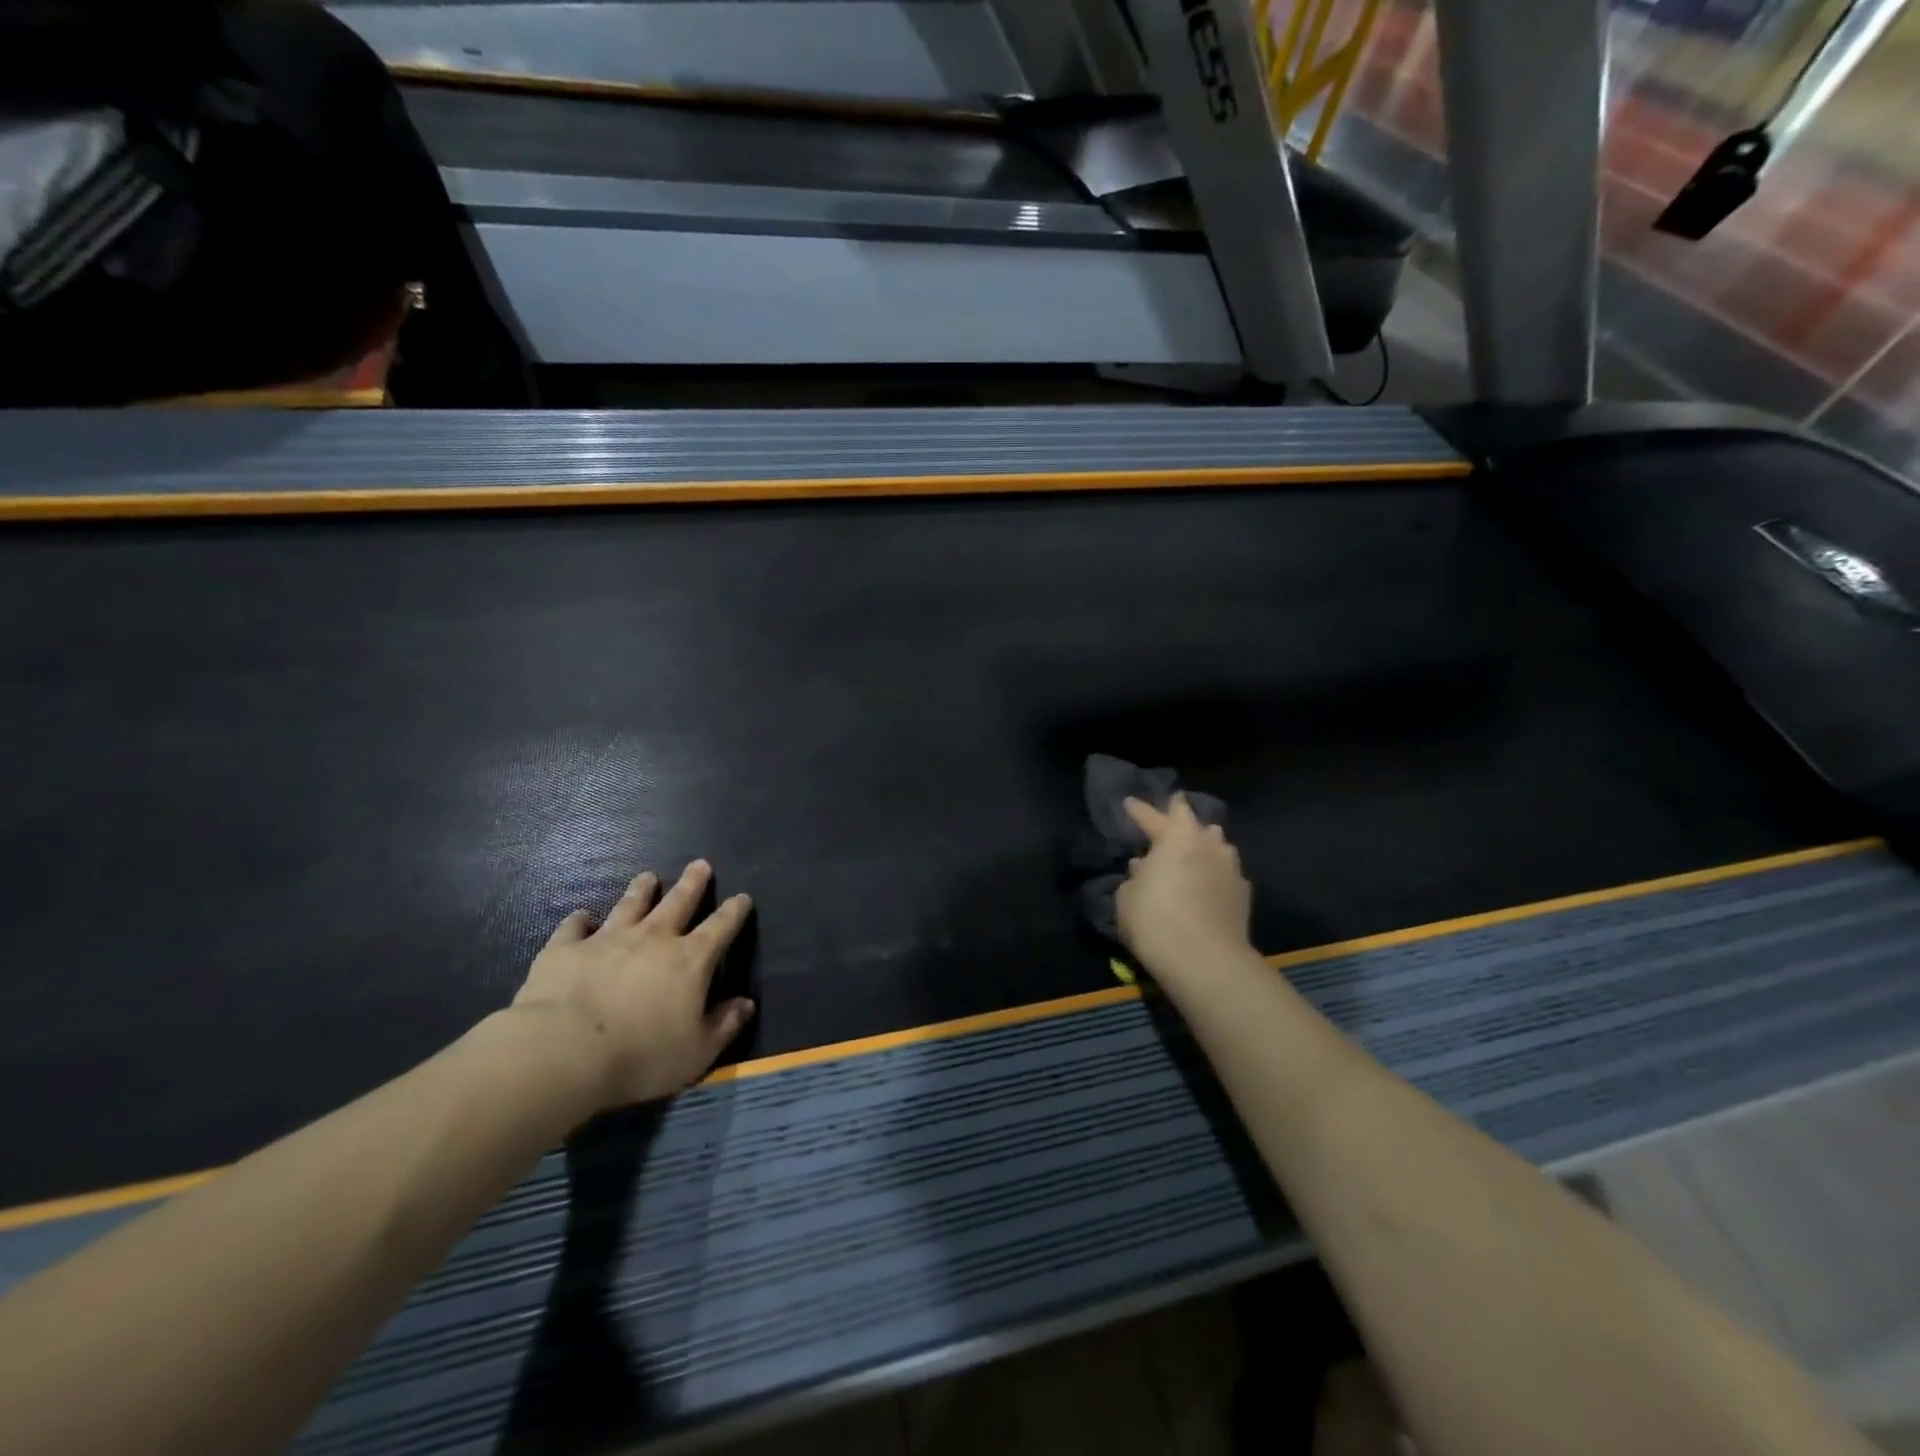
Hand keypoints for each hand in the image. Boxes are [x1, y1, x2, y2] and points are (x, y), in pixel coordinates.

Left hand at [512, 860, 755, 1107]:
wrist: (564, 1052)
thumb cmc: (641, 1056)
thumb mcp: (697, 1053)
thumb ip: (724, 1025)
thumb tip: (746, 1004)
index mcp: (690, 960)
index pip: (721, 927)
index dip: (734, 911)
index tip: (742, 897)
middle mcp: (653, 938)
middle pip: (678, 902)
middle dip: (692, 883)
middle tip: (700, 864)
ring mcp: (607, 939)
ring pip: (630, 905)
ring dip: (641, 890)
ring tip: (648, 876)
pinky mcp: (566, 949)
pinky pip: (574, 927)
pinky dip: (579, 919)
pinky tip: (581, 915)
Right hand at [1116, 795, 1253, 977]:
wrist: (1205, 960)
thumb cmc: (1155, 921)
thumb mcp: (1127, 898)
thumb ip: (1135, 878)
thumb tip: (1144, 869)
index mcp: (1174, 837)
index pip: (1152, 816)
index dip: (1138, 810)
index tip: (1129, 803)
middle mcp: (1207, 844)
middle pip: (1193, 820)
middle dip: (1180, 814)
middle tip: (1172, 810)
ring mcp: (1230, 867)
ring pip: (1217, 845)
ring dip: (1204, 842)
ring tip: (1194, 848)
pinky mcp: (1243, 894)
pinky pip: (1226, 873)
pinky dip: (1215, 873)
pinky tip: (1208, 882)